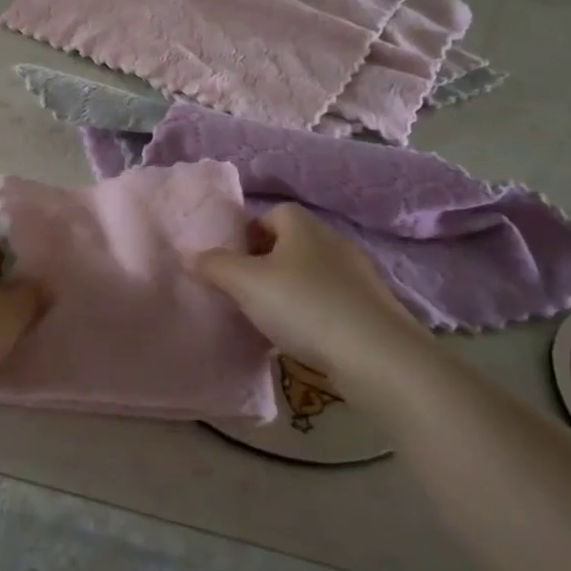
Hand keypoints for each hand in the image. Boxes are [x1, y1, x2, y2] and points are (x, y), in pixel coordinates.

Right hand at [190, 204, 424, 380]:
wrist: (379, 357)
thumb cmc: (305, 306)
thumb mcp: (246, 284)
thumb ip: (215, 266)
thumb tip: (192, 255)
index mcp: (303, 225)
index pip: (270, 214)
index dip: (247, 234)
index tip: (231, 263)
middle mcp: (332, 241)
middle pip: (290, 244)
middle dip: (265, 264)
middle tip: (244, 292)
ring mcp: (357, 275)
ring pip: (310, 274)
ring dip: (289, 291)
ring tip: (269, 319)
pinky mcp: (372, 308)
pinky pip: (330, 301)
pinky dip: (313, 314)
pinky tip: (302, 338)